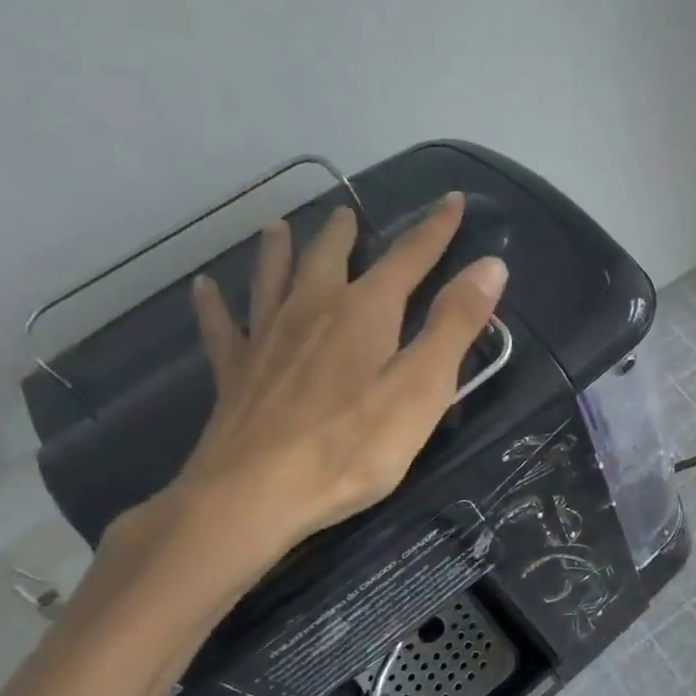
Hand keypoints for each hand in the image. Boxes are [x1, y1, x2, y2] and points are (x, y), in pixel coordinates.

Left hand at [133, 192, 505, 580]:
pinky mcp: (235, 373)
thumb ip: (456, 324)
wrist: (252, 495)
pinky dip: (214, 304)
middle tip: (349, 212)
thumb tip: (491, 265)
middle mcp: (313, 309)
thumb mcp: (423, 387)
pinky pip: (222, 326)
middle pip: (329, 257)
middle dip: (346, 233)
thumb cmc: (352, 445)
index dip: (435, 228)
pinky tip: (204, 288)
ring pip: (272, 278)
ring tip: (277, 226)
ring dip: (278, 250)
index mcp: (366, 311)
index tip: (452, 199)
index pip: (410, 256)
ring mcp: (267, 339)